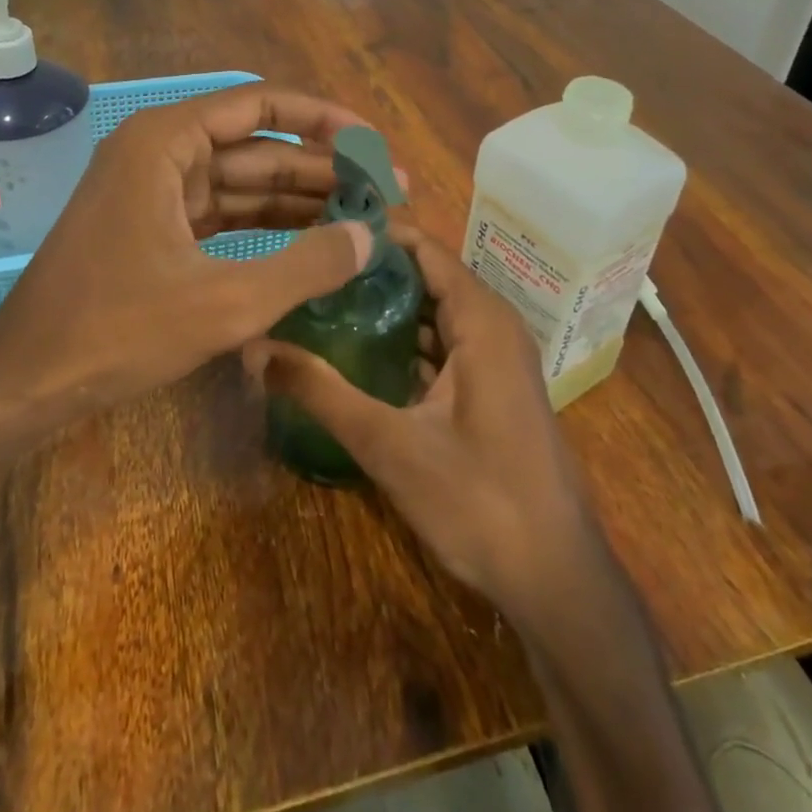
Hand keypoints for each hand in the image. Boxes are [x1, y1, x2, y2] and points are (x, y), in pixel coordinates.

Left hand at [0, 84, 374, 442]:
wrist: (27, 380)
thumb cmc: (116, 330)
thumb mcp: (223, 302)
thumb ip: (305, 265)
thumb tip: (371, 237)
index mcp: (165, 142)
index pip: (261, 105)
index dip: (324, 120)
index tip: (374, 145)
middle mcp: (159, 152)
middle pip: (257, 146)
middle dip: (320, 168)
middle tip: (385, 191)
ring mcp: (154, 190)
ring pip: (242, 182)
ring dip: (298, 199)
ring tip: (363, 217)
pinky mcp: (154, 227)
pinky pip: (222, 213)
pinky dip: (265, 225)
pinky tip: (312, 240)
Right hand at [248, 225, 599, 617]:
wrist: (556, 579)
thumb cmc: (479, 502)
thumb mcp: (389, 445)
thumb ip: (321, 392)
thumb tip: (256, 348)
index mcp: (481, 320)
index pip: (425, 248)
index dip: (375, 235)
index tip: (319, 231)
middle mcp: (494, 326)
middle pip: (428, 276)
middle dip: (373, 269)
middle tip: (311, 266)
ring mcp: (498, 359)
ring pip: (437, 311)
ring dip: (389, 305)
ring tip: (325, 298)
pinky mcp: (494, 388)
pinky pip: (446, 342)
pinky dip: (408, 338)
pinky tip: (362, 350)